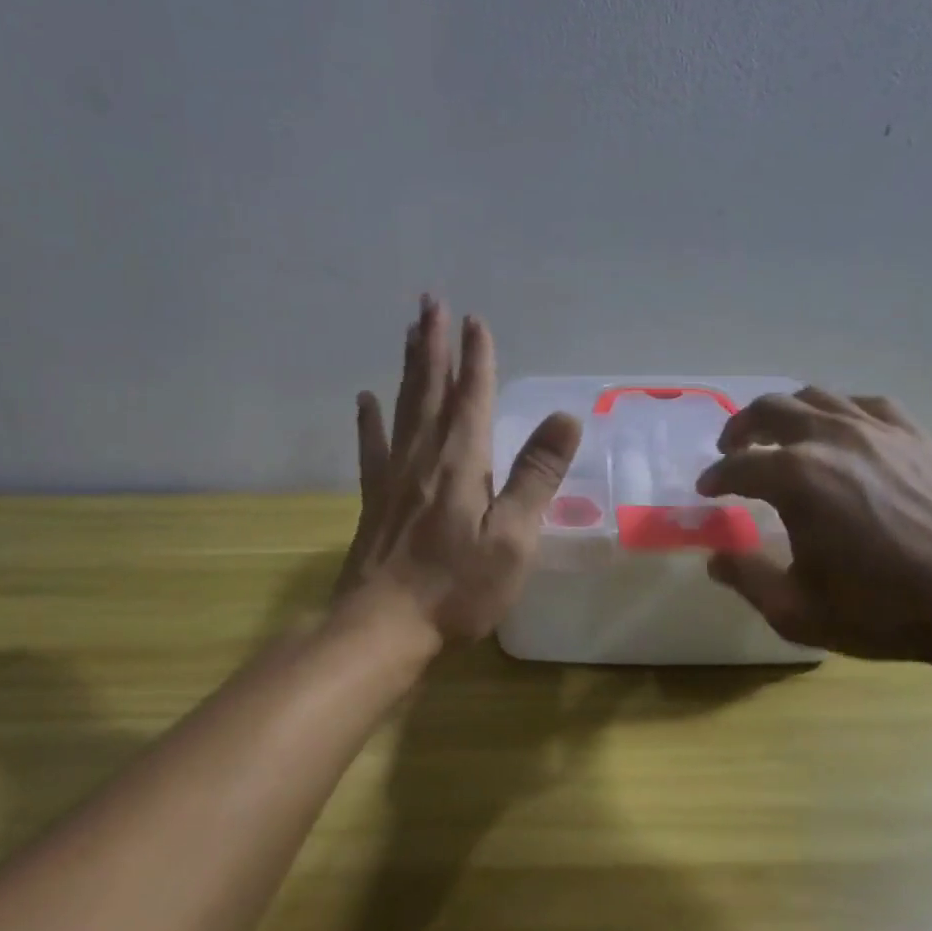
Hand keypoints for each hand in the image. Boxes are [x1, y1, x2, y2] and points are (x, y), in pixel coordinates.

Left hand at [333, 297, 582, 648]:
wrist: (382, 628)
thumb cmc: (457, 586)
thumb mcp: (513, 537)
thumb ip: (537, 475)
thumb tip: (565, 417)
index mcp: (461, 460)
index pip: (472, 395)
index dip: (477, 356)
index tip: (475, 318)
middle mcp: (424, 455)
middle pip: (431, 388)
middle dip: (434, 343)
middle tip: (431, 302)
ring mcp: (394, 475)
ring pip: (403, 405)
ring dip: (409, 366)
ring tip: (408, 331)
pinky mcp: (374, 497)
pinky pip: (372, 446)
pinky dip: (370, 419)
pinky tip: (366, 399)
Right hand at [695, 389, 931, 663]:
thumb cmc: (885, 609)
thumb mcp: (799, 610)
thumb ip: (747, 578)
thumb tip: (715, 558)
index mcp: (795, 477)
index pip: (738, 466)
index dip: (716, 477)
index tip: (707, 490)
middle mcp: (829, 438)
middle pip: (769, 410)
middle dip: (741, 428)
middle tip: (732, 450)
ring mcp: (875, 429)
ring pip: (815, 397)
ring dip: (785, 412)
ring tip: (779, 435)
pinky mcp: (913, 434)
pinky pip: (864, 404)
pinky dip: (838, 411)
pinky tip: (840, 431)